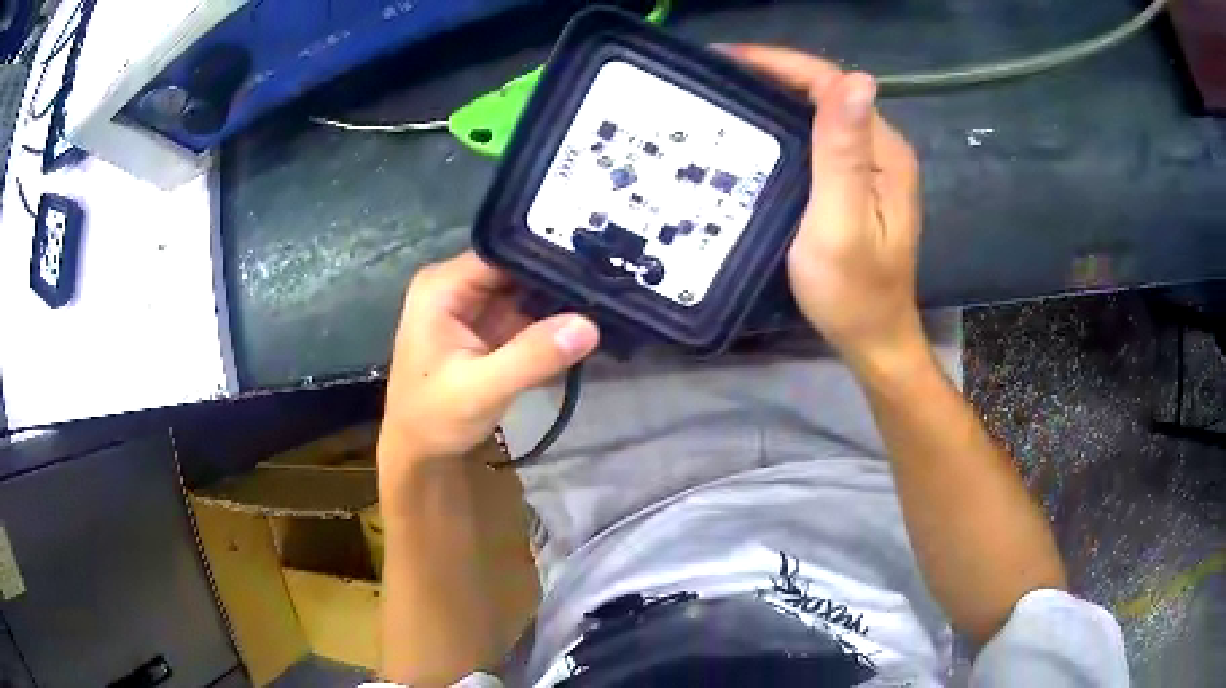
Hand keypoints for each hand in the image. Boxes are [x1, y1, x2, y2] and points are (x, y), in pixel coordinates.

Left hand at [379, 252, 599, 476]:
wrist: (419, 454)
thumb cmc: (435, 419)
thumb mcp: (482, 389)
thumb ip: (533, 356)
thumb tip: (589, 324)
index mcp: (443, 286)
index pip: (504, 251)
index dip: (548, 253)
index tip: (597, 262)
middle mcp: (456, 286)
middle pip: (517, 267)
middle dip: (559, 277)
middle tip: (611, 283)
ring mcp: (472, 306)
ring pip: (525, 289)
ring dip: (558, 300)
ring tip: (607, 301)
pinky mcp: (485, 327)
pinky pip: (524, 313)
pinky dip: (550, 322)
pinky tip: (584, 324)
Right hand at [726, 46, 925, 372]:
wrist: (872, 339)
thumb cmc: (853, 291)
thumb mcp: (842, 222)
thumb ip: (844, 153)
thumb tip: (856, 80)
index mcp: (884, 151)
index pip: (832, 83)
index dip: (780, 63)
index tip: (725, 60)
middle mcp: (882, 149)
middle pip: (826, 93)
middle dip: (772, 76)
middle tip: (714, 80)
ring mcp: (871, 168)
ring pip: (820, 114)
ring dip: (775, 99)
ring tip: (725, 100)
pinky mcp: (858, 185)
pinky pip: (819, 140)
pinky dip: (785, 128)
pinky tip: (756, 136)